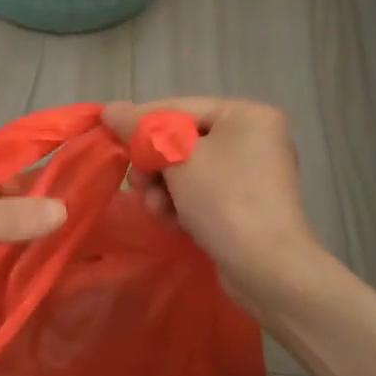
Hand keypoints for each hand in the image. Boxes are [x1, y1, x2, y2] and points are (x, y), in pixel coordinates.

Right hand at [103, 97, 320, 313]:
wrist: (267, 268)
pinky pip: (203, 193)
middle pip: (183, 140)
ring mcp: (252, 174)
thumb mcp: (177, 157)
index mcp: (247, 114)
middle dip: (154, 164)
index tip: (107, 136)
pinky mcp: (245, 206)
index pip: (179, 108)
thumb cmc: (224, 199)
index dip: (140, 122)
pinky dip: (182, 203)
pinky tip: (171, 221)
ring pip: (189, 170)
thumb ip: (140, 129)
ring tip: (155, 208)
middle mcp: (254, 138)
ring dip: (163, 188)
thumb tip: (110, 109)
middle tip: (137, 184)